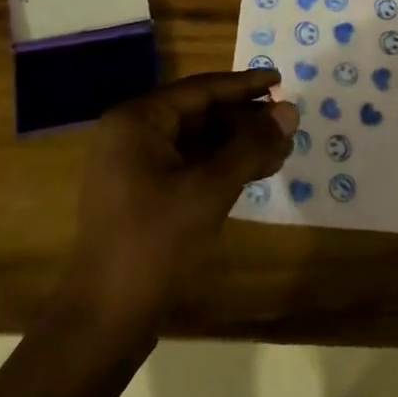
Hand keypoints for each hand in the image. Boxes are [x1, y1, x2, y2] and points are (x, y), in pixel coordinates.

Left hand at [64, 70, 296, 321]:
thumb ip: (251, 145)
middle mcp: (131, 134)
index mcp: (137, 120)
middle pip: (199, 114)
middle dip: (245, 120)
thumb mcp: (210, 188)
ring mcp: (134, 166)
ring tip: (281, 148)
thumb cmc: (156, 241)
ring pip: (197, 142)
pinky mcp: (142, 195)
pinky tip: (256, 171)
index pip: (200, 90)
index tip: (281, 81)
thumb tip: (290, 111)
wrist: (107, 316)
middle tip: (287, 122)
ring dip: (238, 145)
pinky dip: (221, 167)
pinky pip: (188, 166)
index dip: (244, 85)